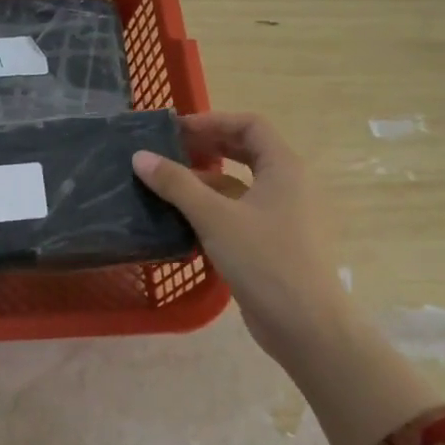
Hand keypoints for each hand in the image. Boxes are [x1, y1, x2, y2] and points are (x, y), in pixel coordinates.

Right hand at [131, 113, 351, 365]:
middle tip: (168, 151)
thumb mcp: (214, 217)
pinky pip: (239, 212)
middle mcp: (287, 185)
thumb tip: (140, 156)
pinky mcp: (272, 242)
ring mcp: (281, 215)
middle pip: (246, 151)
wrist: (305, 324)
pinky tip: (181, 219)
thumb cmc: (265, 260)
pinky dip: (212, 208)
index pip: (250, 125)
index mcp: (284, 168)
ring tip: (165, 184)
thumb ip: (176, 184)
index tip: (176, 129)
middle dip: (208, 146)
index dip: (213, 120)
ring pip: (240, 185)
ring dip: (205, 179)